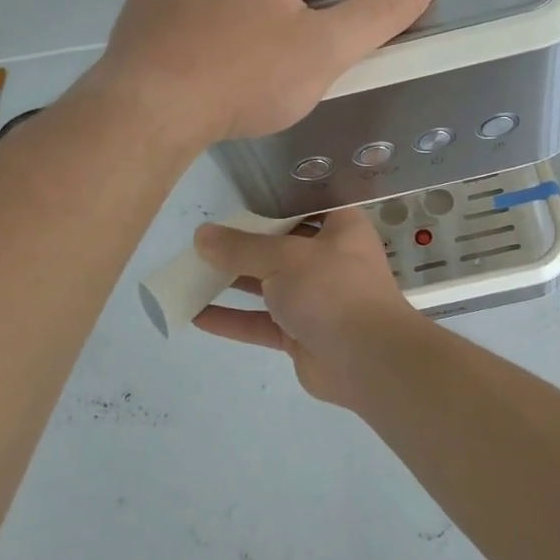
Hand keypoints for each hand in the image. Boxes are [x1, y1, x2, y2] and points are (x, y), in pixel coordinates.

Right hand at [193, 208, 424, 403]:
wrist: (368, 360)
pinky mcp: (302, 334)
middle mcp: (330, 259)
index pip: (307, 206)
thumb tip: (201, 236)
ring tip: (191, 272)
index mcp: (340, 228)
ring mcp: (316, 299)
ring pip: (268, 285)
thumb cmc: (332, 289)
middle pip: (281, 246)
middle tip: (205, 238)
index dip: (274, 202)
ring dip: (232, 281)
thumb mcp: (284, 258)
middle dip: (244, 244)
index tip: (239, 200)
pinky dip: (233, 319)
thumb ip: (241, 248)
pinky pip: (262, 322)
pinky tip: (197, 314)